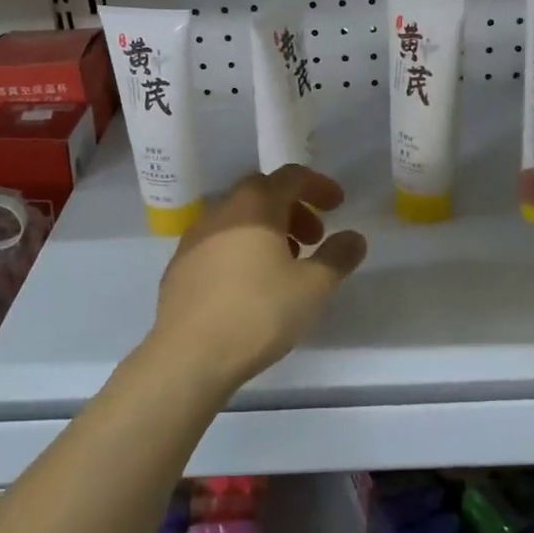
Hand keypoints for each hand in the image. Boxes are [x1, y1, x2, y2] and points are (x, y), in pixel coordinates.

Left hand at [148, 166, 367, 398]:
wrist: (188, 355)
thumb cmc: (258, 312)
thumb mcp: (312, 287)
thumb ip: (337, 257)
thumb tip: (354, 238)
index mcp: (254, 206)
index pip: (290, 177)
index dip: (318, 186)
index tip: (338, 205)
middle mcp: (220, 211)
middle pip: (262, 194)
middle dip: (293, 209)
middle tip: (314, 238)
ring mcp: (194, 238)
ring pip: (238, 219)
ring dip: (267, 230)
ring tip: (286, 265)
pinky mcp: (179, 266)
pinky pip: (219, 243)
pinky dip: (242, 249)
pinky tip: (251, 284)